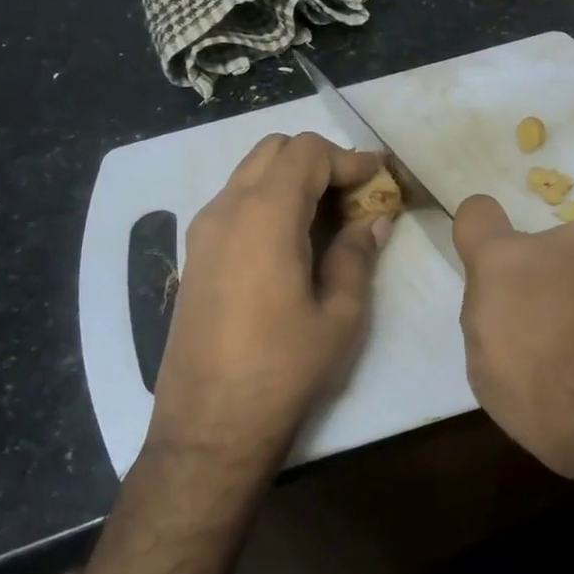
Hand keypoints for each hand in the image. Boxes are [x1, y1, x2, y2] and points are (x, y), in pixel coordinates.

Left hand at [147, 132, 389, 473]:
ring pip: (250, 174)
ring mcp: (202, 231)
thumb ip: (357, 255)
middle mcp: (226, 209)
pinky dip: (267, 200)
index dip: (348, 158)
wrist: (211, 422)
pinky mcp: (194, 255)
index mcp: (264, 216)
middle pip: (273, 151)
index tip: (378, 178)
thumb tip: (374, 220)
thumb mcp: (340, 314)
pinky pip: (234, 203)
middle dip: (318, 160)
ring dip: (290, 179)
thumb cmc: (284, 368)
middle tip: (354, 194)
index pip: (307, 153)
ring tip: (328, 216)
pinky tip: (293, 240)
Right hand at [452, 195, 573, 498]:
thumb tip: (506, 309)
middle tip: (554, 345)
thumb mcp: (491, 377)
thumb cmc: (558, 404)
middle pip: (542, 255)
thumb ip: (489, 324)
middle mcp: (567, 246)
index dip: (478, 239)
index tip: (490, 276)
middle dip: (543, 288)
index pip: (477, 215)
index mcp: (509, 263)